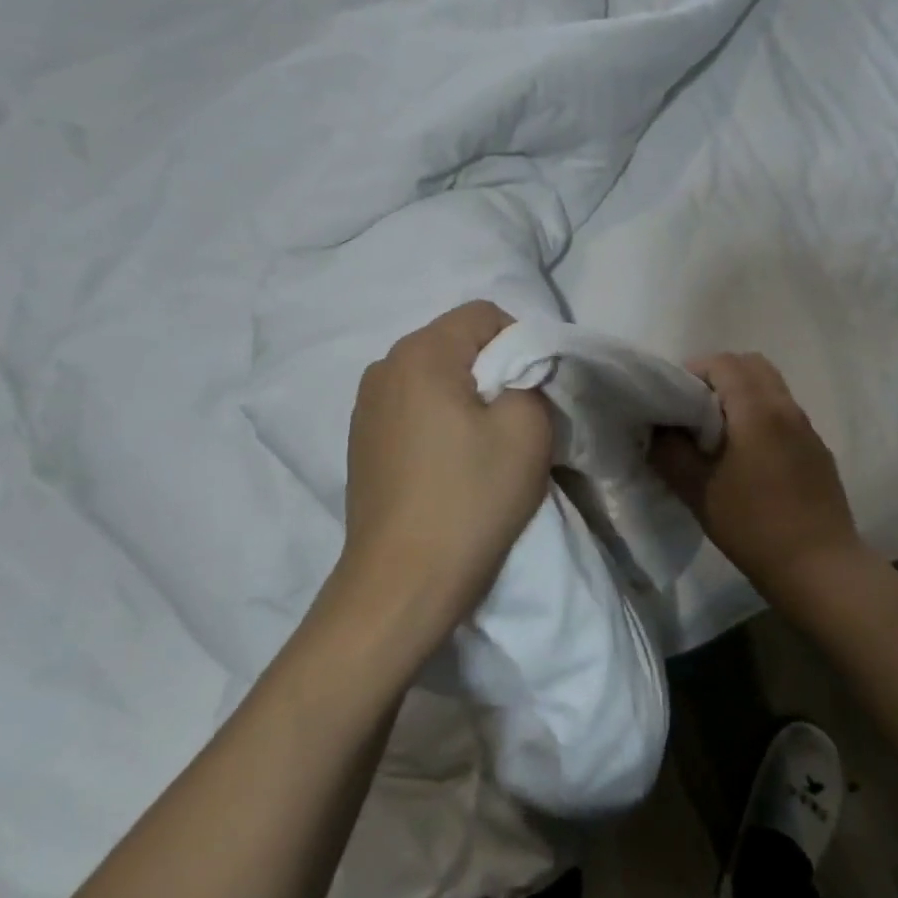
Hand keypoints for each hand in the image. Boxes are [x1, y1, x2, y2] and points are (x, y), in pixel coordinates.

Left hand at [322, 301, 552, 672]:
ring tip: (482, 447)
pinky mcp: (361, 441)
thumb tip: (518, 372)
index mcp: (420, 353)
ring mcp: (365, 406)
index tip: (536, 391)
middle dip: (493, 371)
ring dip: (465, 398)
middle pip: (455, 343)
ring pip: (433, 378)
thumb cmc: (469, 500)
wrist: (401, 582)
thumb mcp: (527, 431)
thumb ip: (531, 379)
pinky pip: (412, 409)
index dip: (521, 342)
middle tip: (516, 420)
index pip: (483, 314)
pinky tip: (449, 466)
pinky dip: (438, 422)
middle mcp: (384, 367)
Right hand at [651, 353, 866, 624]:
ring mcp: (807, 429)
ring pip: (771, 389)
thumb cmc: (753, 526)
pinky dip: (761, 417)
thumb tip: (656, 429)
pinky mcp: (817, 452)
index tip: (672, 398)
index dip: (693, 371)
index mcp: (757, 410)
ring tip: (717, 435)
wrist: (820, 568)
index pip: (724, 363)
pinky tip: (748, 459)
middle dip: (719, 376)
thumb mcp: (697, 491)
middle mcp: (787, 408)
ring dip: (742, 396)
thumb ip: (669, 452)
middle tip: (694, 409)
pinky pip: (784, 415)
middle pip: (752, 365)